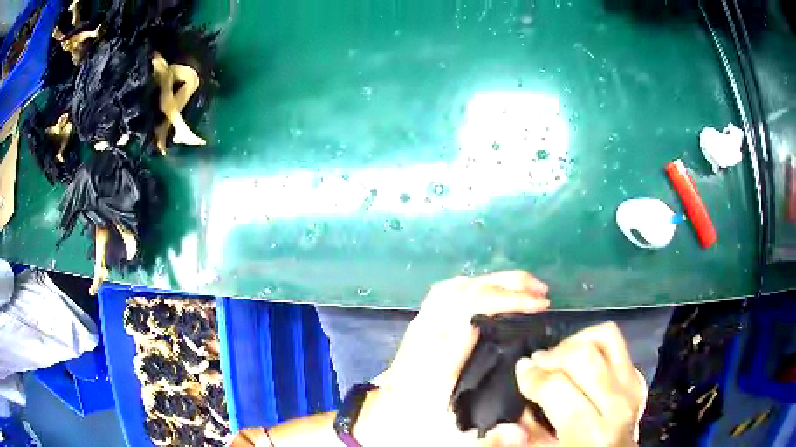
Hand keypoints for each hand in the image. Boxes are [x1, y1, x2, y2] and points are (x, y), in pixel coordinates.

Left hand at [354, 271, 549, 446]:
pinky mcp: (420, 326)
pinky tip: (490, 294)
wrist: (382, 421)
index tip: (541, 305)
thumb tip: (516, 419)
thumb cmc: (417, 424)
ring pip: (455, 286)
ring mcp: (421, 326)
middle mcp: (427, 332)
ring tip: (523, 287)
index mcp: (436, 355)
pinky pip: (446, 293)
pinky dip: (474, 286)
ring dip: (492, 281)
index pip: (473, 308)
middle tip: (541, 292)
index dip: (510, 300)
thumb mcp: (447, 431)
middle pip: (465, 290)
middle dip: (508, 284)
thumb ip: (481, 428)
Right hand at [514, 322, 646, 446]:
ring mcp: (632, 387)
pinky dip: (593, 344)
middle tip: (535, 364)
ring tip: (558, 358)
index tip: (521, 372)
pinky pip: (616, 343)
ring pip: (605, 337)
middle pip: (583, 356)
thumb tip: (505, 425)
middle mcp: (618, 405)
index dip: (532, 377)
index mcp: (593, 432)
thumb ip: (522, 442)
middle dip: (552, 356)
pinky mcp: (638, 377)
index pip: (558, 387)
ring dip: (575, 342)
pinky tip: (579, 363)